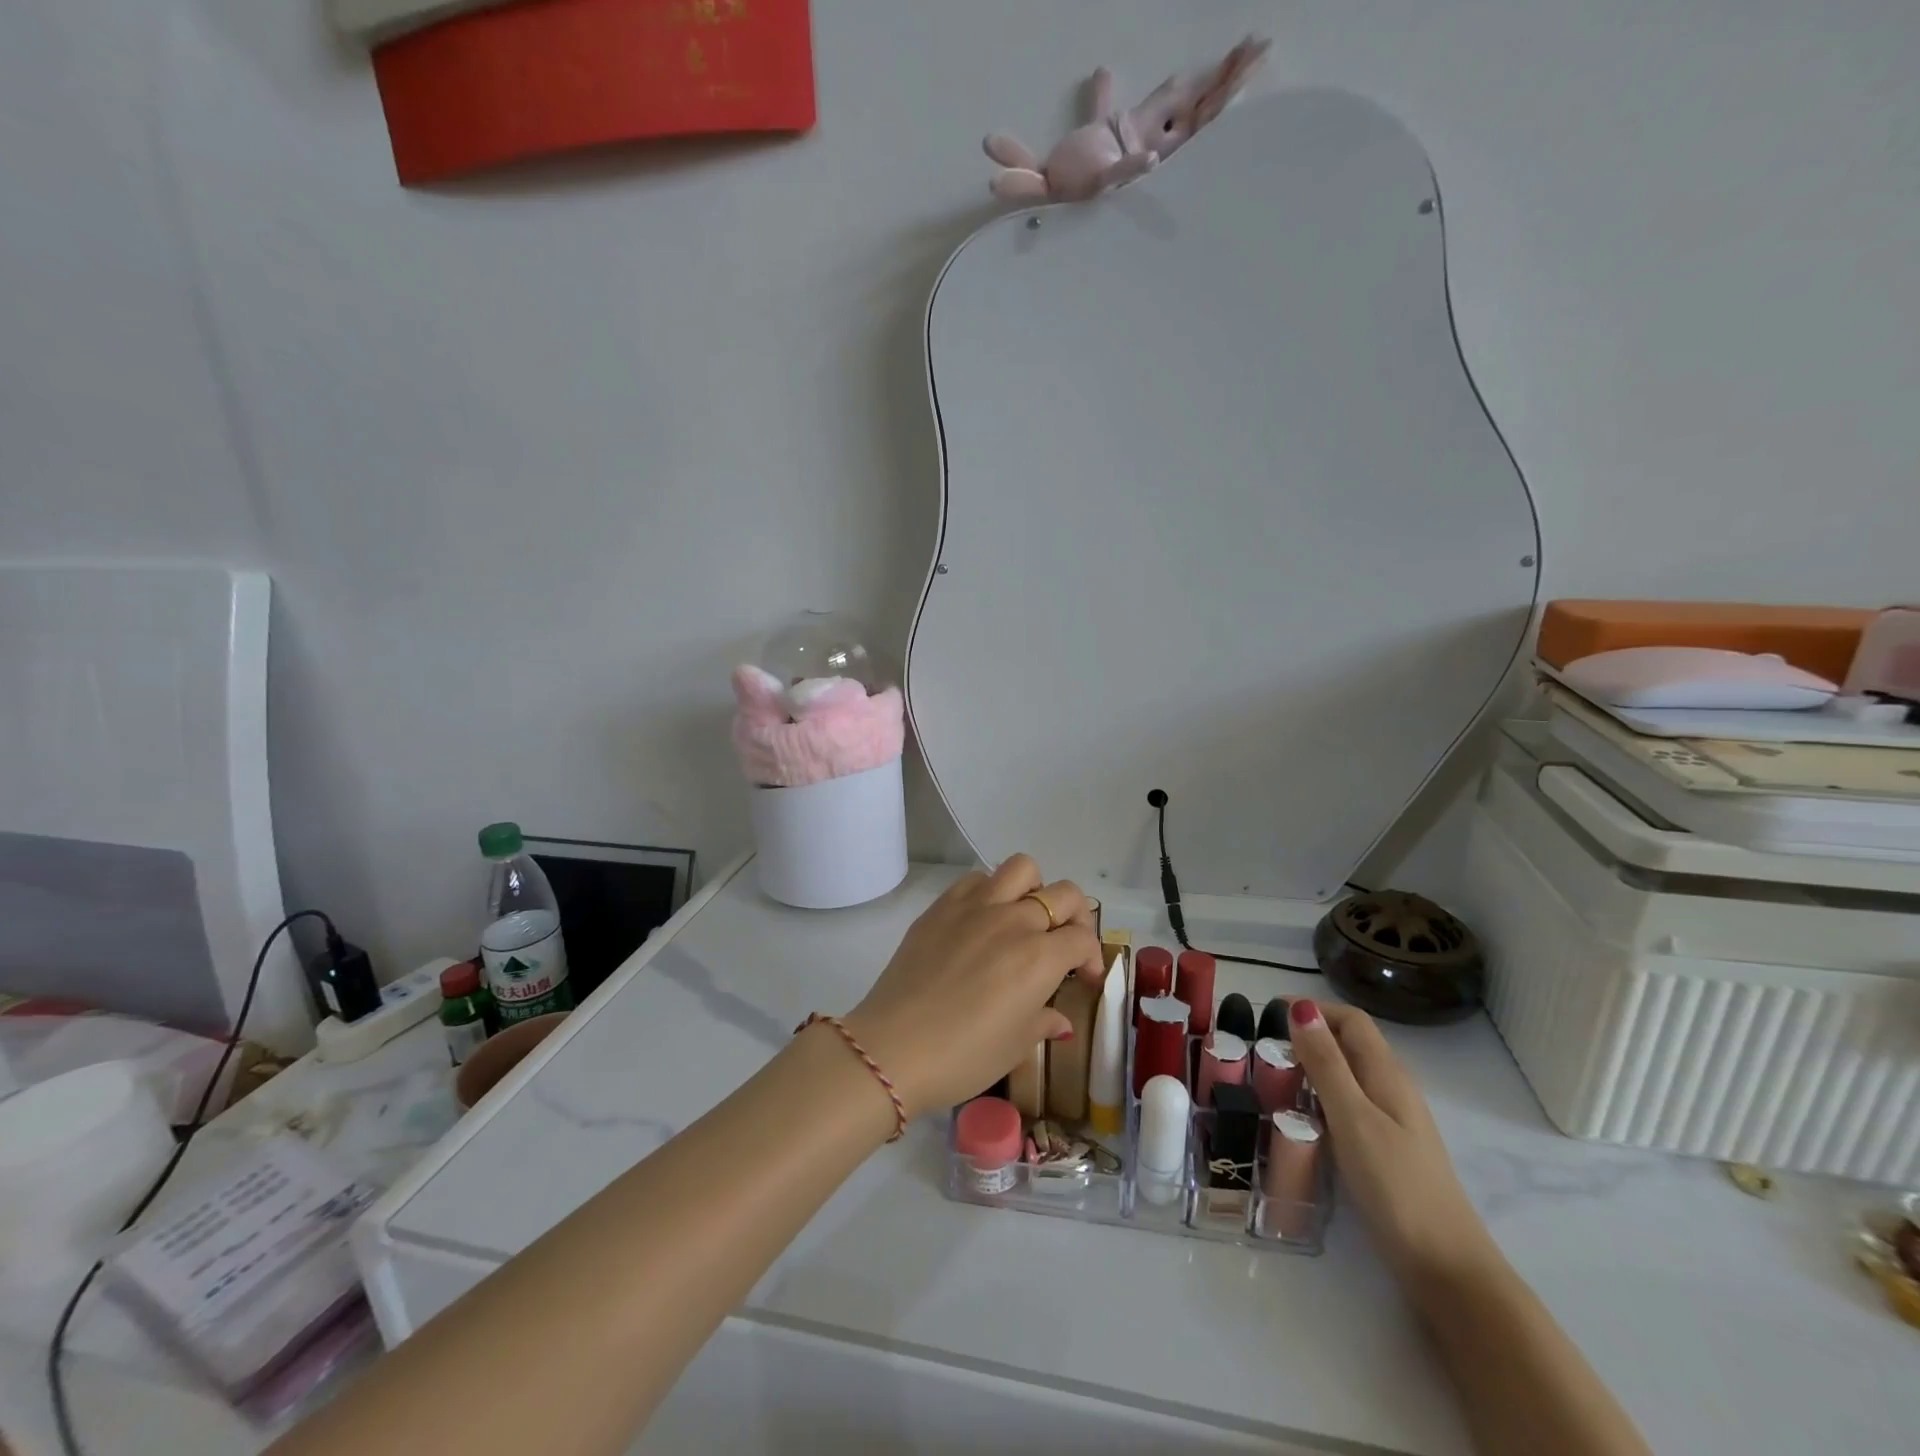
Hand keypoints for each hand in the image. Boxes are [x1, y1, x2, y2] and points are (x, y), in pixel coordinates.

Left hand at [845, 856, 1104, 1120]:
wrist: (894, 1047)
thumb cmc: (963, 1056)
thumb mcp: (1015, 1047)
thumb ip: (1044, 1022)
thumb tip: (1059, 1020)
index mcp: (1040, 957)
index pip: (1083, 939)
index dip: (1093, 958)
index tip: (1085, 979)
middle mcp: (1014, 920)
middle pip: (1064, 894)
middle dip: (1076, 917)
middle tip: (1065, 943)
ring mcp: (975, 906)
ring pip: (1021, 869)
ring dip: (1034, 889)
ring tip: (1025, 918)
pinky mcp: (942, 906)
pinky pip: (976, 879)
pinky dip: (990, 891)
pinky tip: (983, 920)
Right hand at [1287, 998, 1494, 1286]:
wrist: (1446, 1268)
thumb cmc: (1396, 1186)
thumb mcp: (1353, 1118)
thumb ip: (1326, 1063)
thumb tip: (1300, 1007)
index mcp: (1387, 1074)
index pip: (1351, 1020)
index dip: (1313, 1009)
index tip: (1268, 1015)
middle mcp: (1393, 1088)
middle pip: (1349, 1044)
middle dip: (1308, 1036)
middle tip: (1263, 1050)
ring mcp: (1393, 1121)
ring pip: (1348, 1075)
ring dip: (1312, 1067)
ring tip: (1273, 1081)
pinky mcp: (1387, 1149)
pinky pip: (1349, 1105)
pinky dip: (1321, 1098)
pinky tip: (1302, 1120)